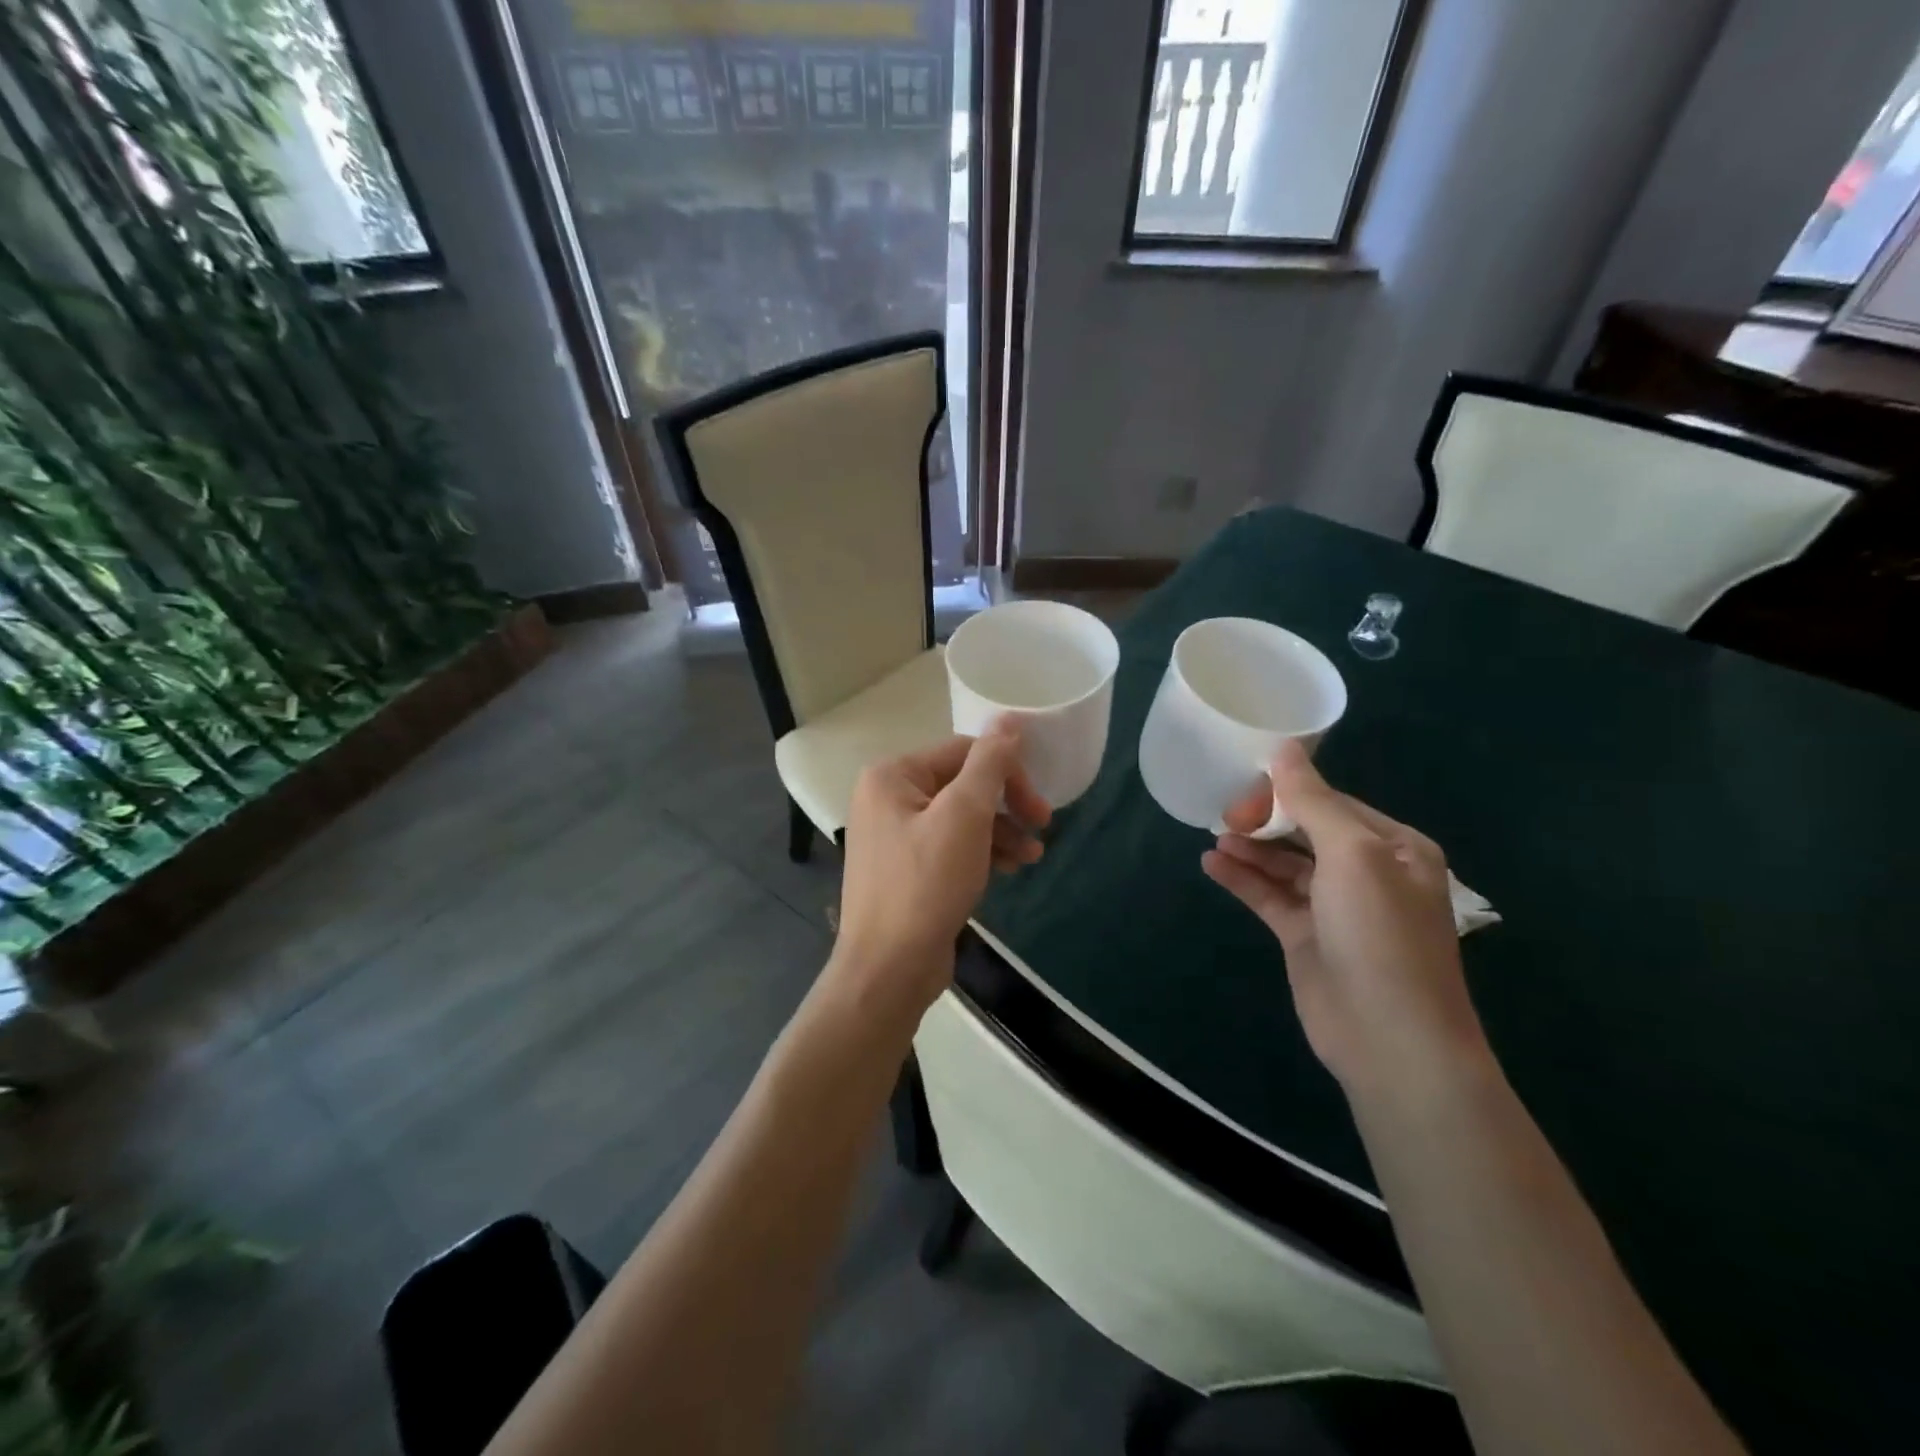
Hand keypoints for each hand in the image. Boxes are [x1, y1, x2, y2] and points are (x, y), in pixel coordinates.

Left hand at [831, 719, 1049, 1019]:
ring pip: (961, 818)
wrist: (889, 969)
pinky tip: (1010, 870)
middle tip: (1043, 825)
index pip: (963, 752)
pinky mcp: (907, 869)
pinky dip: (981, 853)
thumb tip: (1009, 718)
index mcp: (892, 775)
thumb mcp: (965, 815)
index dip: (1007, 773)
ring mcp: (894, 835)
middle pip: (962, 784)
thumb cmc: (926, 883)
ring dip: (1000, 832)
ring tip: (1033, 857)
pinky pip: (951, 846)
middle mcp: (887, 798)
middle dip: (1006, 805)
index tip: (1040, 806)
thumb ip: (989, 763)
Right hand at [1200, 742, 1489, 1092]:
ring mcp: (1334, 907)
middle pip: (1306, 831)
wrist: (1390, 1038)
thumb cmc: (1380, 933)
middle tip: (1223, 813)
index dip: (1288, 790)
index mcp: (1394, 847)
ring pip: (1284, 864)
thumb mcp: (1352, 854)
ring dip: (1251, 848)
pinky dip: (1243, 880)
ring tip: (1214, 834)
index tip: (1245, 782)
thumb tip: (1283, 748)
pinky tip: (1211, 865)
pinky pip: (1269, 897)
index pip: (1332, 802)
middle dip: (1266, 819)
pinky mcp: (1305, 937)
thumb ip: (1313, 801)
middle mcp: (1367, 872)